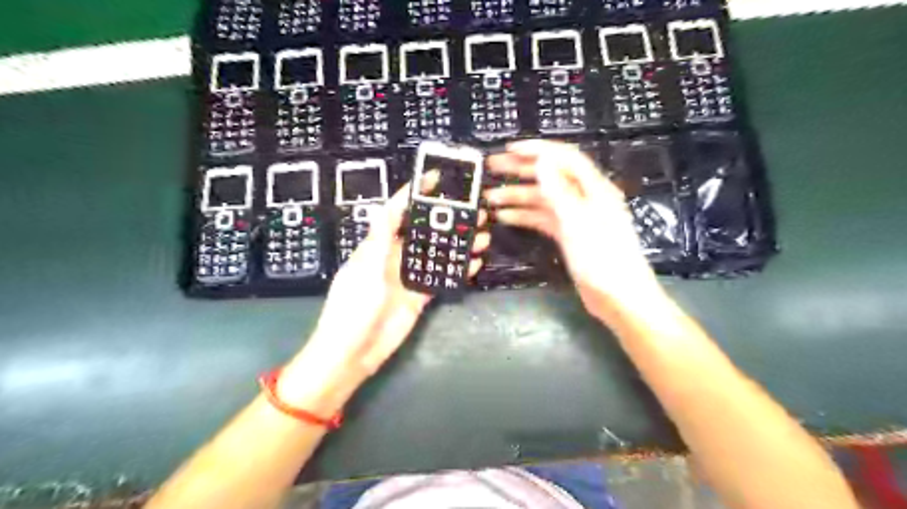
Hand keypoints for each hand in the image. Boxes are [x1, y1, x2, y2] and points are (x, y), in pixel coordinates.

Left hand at [282, 177, 489, 411]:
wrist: (352, 353)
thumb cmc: (353, 308)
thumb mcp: (365, 270)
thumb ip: (380, 239)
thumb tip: (387, 207)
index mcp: (377, 246)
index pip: (396, 212)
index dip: (414, 193)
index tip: (435, 178)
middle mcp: (394, 257)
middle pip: (423, 232)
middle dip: (446, 219)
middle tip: (473, 210)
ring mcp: (407, 277)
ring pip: (436, 254)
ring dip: (457, 244)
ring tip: (481, 235)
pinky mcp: (419, 296)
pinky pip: (440, 278)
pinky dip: (457, 270)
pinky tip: (475, 262)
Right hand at [486, 140, 663, 321]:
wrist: (619, 298)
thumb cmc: (603, 259)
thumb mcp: (579, 222)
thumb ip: (559, 191)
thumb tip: (542, 161)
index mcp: (594, 189)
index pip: (564, 159)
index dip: (537, 150)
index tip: (510, 149)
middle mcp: (584, 198)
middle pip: (550, 175)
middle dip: (521, 170)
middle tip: (493, 167)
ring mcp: (575, 217)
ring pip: (543, 199)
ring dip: (517, 196)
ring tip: (490, 197)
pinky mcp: (569, 234)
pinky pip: (543, 218)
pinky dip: (524, 215)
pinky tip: (504, 216)